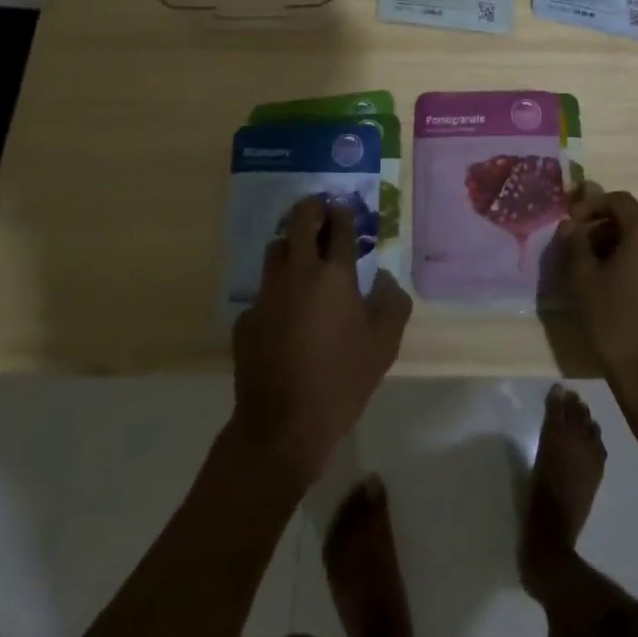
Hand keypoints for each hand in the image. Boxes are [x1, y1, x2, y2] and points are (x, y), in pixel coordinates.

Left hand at [230, 196, 411, 487]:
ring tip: (302, 256)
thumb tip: (385, 279)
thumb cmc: (341, 381)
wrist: (282, 427)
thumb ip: (392, 303)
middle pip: (300, 221)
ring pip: (275, 250)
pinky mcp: (246, 319)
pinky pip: (262, 291)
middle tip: (322, 212)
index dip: (344, 212)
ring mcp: (266, 294)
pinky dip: (275, 290)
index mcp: (334, 274)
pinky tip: (284, 312)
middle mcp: (297, 273)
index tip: (346, 209)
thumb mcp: (384, 345)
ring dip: (290, 244)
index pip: (339, 226)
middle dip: (313, 209)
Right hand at [554, 187, 637, 405]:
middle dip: (603, 228)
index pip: (619, 201)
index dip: (591, 206)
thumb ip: (574, 243)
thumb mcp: (583, 280)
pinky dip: (636, 264)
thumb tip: (569, 224)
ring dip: (618, 246)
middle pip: (633, 220)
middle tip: (578, 249)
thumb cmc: (614, 322)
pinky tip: (617, 289)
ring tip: (594, 270)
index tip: (571, 225)